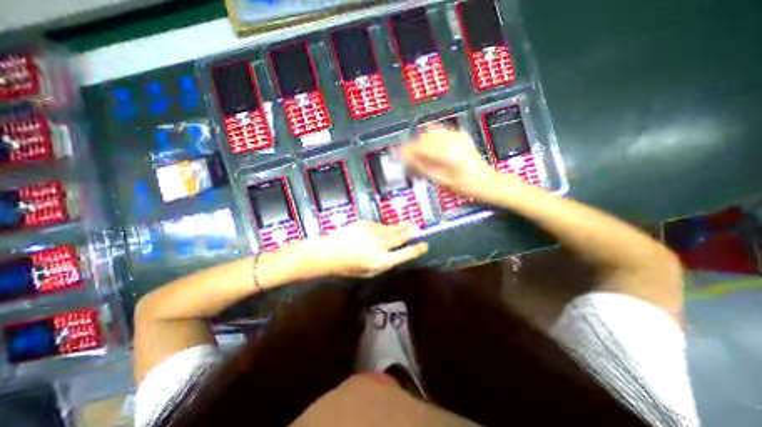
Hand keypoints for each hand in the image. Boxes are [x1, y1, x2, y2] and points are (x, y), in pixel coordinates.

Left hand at [308, 221, 427, 277]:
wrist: (330, 251)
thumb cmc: (349, 267)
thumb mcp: (368, 272)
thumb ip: (383, 264)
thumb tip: (395, 257)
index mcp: (381, 261)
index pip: (404, 254)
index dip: (416, 249)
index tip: (424, 245)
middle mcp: (380, 245)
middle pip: (400, 237)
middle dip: (410, 232)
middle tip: (418, 228)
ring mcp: (373, 232)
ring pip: (392, 229)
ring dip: (402, 226)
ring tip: (410, 223)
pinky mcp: (367, 224)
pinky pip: (381, 225)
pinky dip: (386, 226)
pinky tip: (388, 227)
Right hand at [399, 124, 523, 200]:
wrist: (487, 182)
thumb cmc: (465, 186)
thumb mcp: (442, 181)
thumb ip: (423, 168)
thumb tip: (408, 160)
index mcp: (446, 154)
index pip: (419, 147)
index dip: (406, 150)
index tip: (398, 155)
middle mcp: (451, 141)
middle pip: (424, 137)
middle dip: (413, 145)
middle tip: (408, 157)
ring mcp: (457, 137)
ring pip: (432, 132)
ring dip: (422, 141)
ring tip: (419, 153)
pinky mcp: (461, 136)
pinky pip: (442, 131)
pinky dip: (432, 137)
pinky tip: (431, 147)